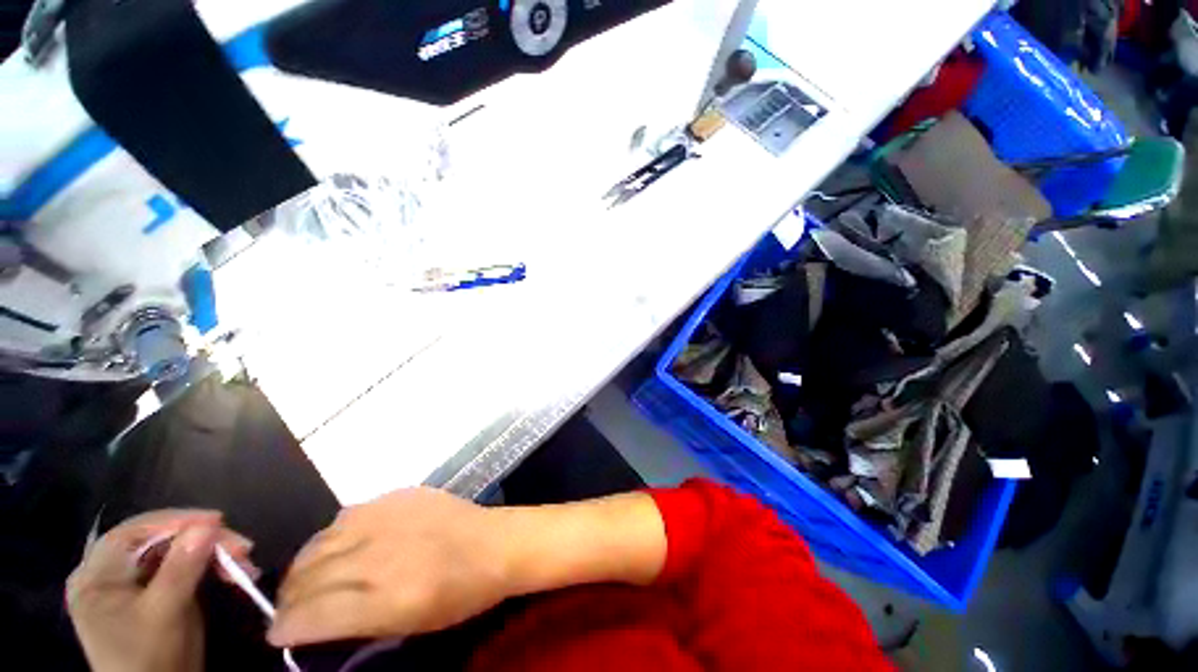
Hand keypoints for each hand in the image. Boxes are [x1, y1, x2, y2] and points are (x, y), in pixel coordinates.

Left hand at [67, 510, 255, 671]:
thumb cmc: (148, 658)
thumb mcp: (164, 614)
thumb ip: (181, 568)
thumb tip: (209, 524)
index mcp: (97, 575)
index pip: (134, 532)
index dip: (175, 521)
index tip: (218, 521)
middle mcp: (110, 573)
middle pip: (158, 541)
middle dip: (202, 542)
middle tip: (242, 548)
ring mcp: (133, 584)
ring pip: (175, 553)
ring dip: (212, 554)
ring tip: (245, 564)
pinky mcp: (155, 594)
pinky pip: (181, 569)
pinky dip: (209, 567)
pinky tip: (233, 573)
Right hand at [269, 487, 510, 646]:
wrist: (496, 542)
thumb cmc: (461, 594)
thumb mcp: (410, 626)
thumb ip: (357, 625)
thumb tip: (311, 623)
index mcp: (388, 598)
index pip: (312, 615)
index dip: (285, 628)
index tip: (277, 634)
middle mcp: (381, 554)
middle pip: (309, 576)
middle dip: (287, 598)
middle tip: (289, 608)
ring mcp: (389, 517)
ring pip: (319, 541)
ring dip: (303, 565)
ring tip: (306, 578)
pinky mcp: (399, 494)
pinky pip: (347, 515)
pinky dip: (332, 536)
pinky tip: (339, 546)